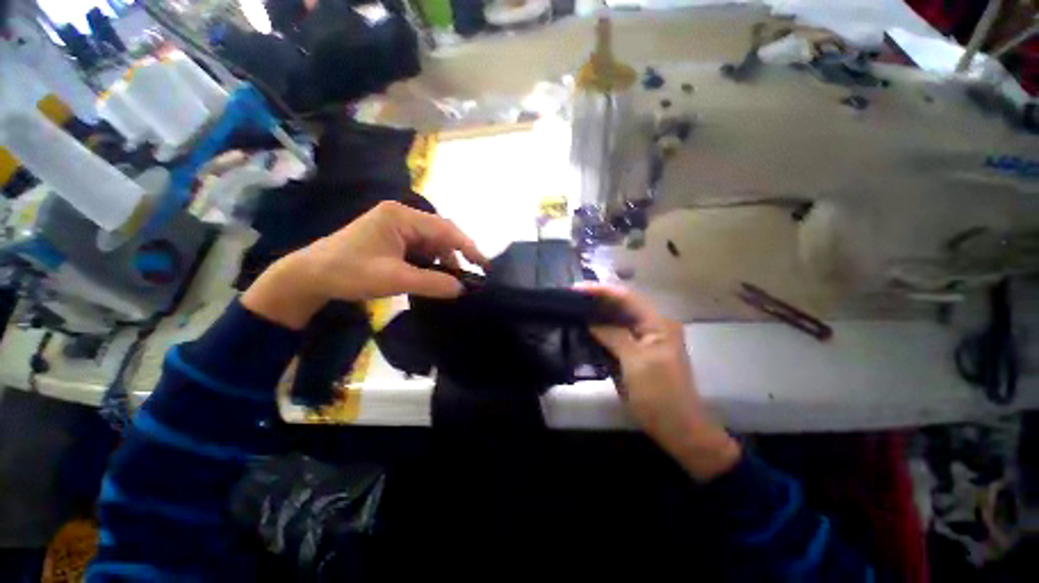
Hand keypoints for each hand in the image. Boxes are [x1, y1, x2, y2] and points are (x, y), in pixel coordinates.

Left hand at [242, 201, 487, 329]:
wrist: (310, 276)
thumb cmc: (350, 272)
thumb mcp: (395, 279)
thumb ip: (433, 283)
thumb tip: (462, 288)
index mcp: (402, 216)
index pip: (445, 229)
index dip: (468, 246)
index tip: (484, 265)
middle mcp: (402, 216)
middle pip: (440, 234)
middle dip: (455, 256)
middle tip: (468, 278)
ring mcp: (397, 227)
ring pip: (432, 243)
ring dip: (443, 261)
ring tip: (451, 282)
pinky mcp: (393, 239)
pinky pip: (421, 249)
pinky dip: (431, 263)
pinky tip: (434, 276)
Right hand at [578, 284, 740, 481]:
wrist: (678, 428)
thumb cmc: (659, 394)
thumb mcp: (635, 362)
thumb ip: (613, 336)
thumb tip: (591, 321)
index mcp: (658, 324)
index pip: (626, 298)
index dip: (601, 291)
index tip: (576, 289)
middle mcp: (653, 326)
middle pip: (622, 306)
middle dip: (597, 300)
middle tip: (571, 298)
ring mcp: (646, 340)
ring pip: (618, 320)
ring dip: (598, 314)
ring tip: (575, 309)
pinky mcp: (638, 353)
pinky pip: (617, 335)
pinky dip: (601, 331)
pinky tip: (586, 329)